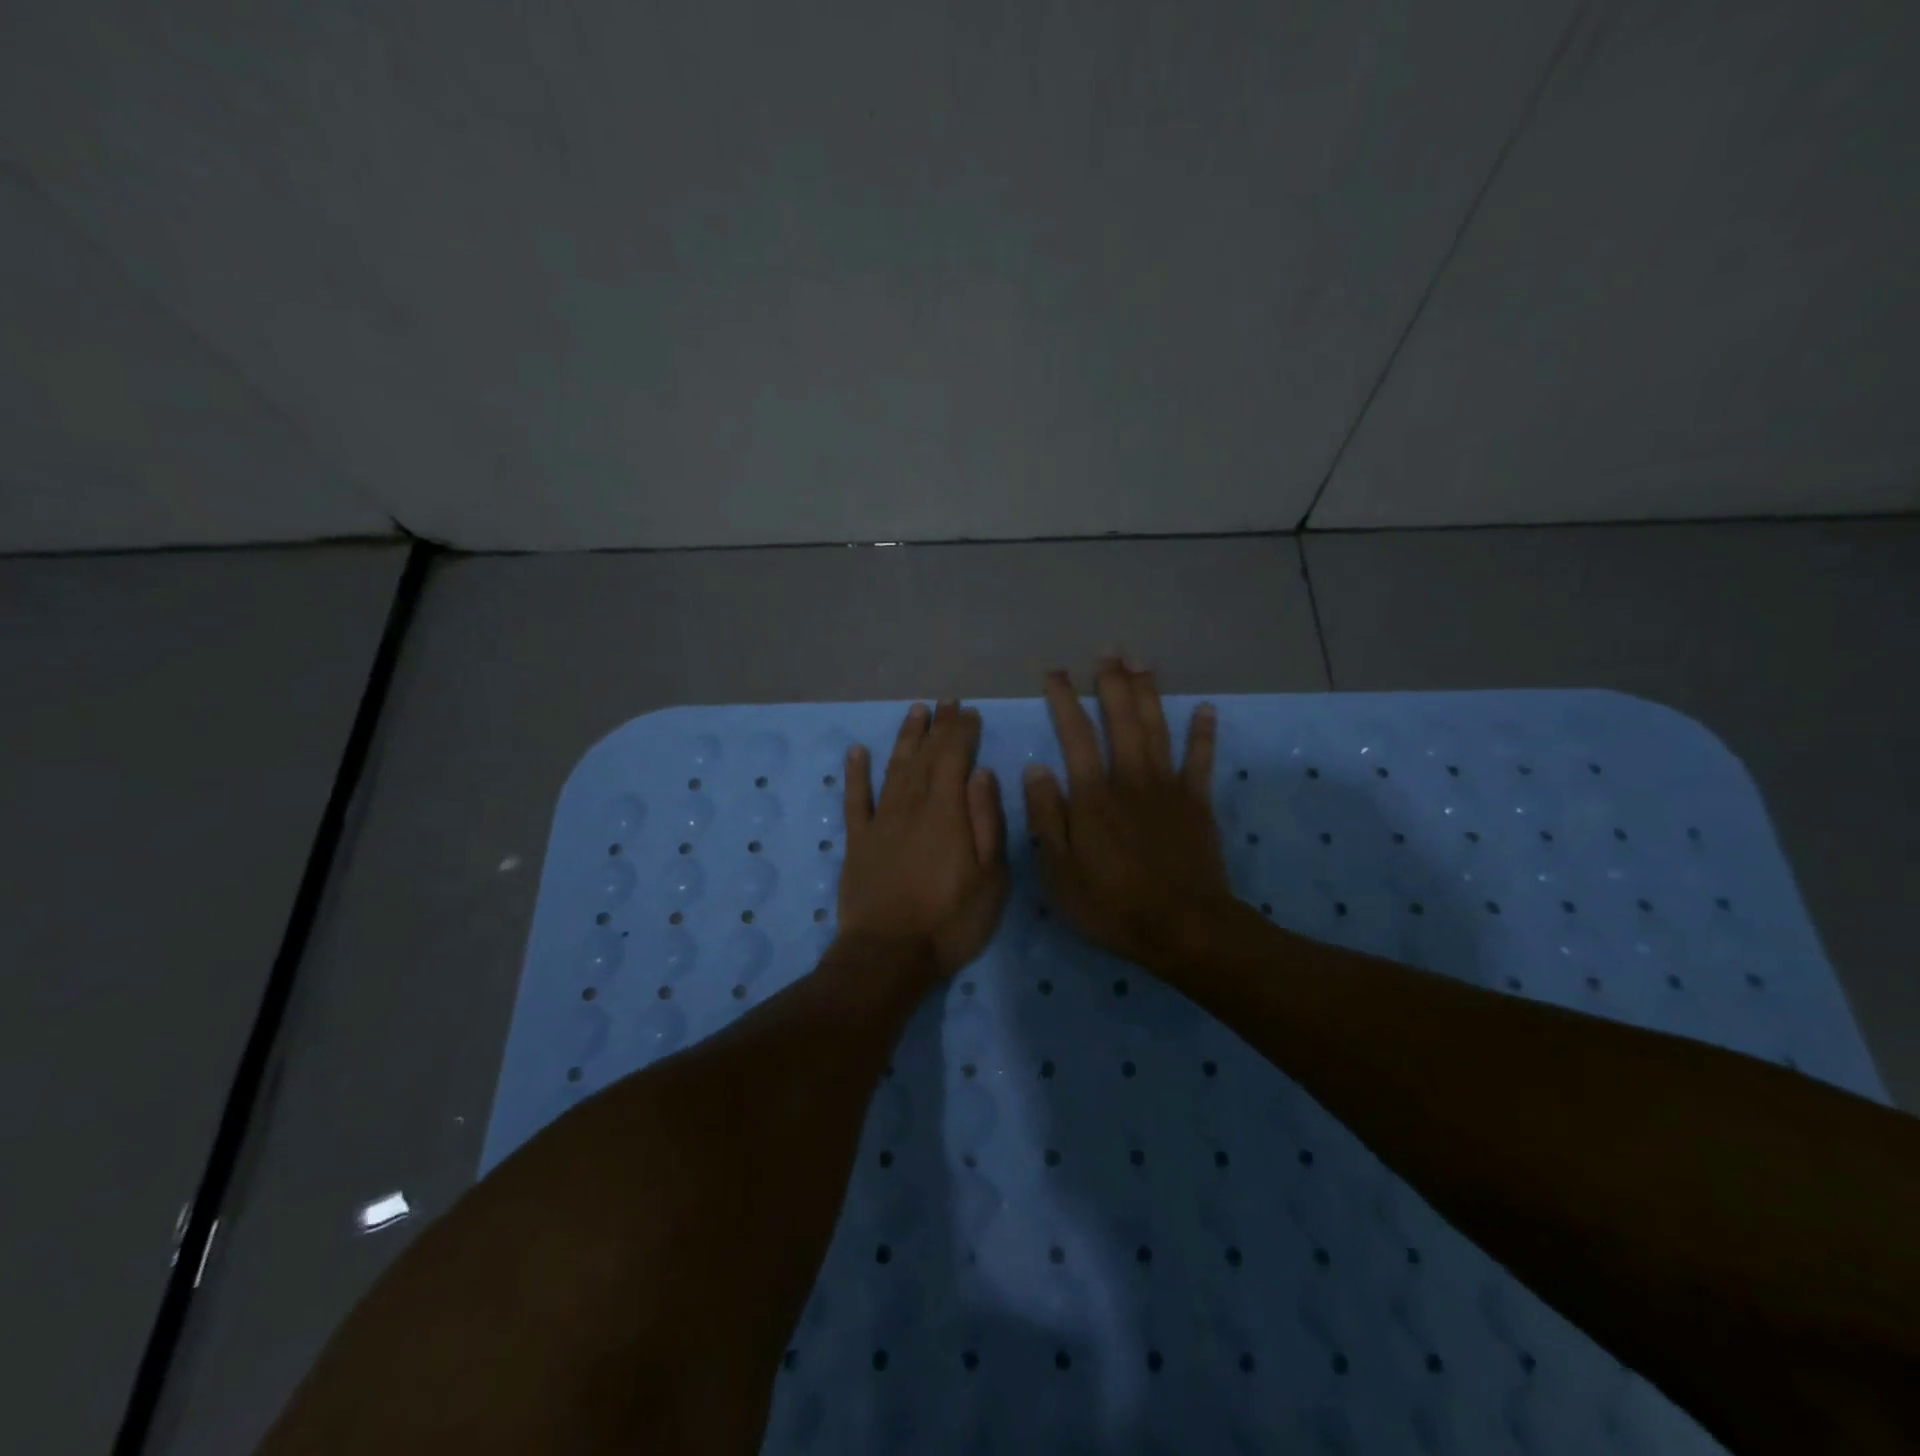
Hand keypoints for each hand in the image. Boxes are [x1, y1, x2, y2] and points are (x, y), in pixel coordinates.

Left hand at [838, 700, 1009, 977]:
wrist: (888, 956)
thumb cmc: (950, 922)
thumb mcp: (991, 878)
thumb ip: (987, 821)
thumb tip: (981, 773)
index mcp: (947, 813)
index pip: (955, 758)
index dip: (962, 732)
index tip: (970, 712)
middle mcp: (912, 806)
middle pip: (926, 756)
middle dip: (938, 726)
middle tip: (947, 702)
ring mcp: (880, 822)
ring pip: (894, 768)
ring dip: (906, 737)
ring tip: (916, 711)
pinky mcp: (857, 841)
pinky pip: (855, 799)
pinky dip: (855, 773)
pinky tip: (857, 751)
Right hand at [1023, 656, 1234, 974]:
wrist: (1184, 928)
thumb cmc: (1113, 904)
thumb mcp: (1060, 872)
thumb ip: (1046, 817)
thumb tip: (1036, 768)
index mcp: (1093, 795)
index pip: (1075, 734)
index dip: (1064, 699)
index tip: (1054, 673)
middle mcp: (1130, 778)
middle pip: (1121, 719)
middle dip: (1112, 682)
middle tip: (1107, 651)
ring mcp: (1168, 787)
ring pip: (1157, 728)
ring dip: (1148, 692)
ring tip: (1141, 661)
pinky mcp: (1197, 802)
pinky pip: (1201, 759)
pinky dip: (1203, 732)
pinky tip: (1203, 708)